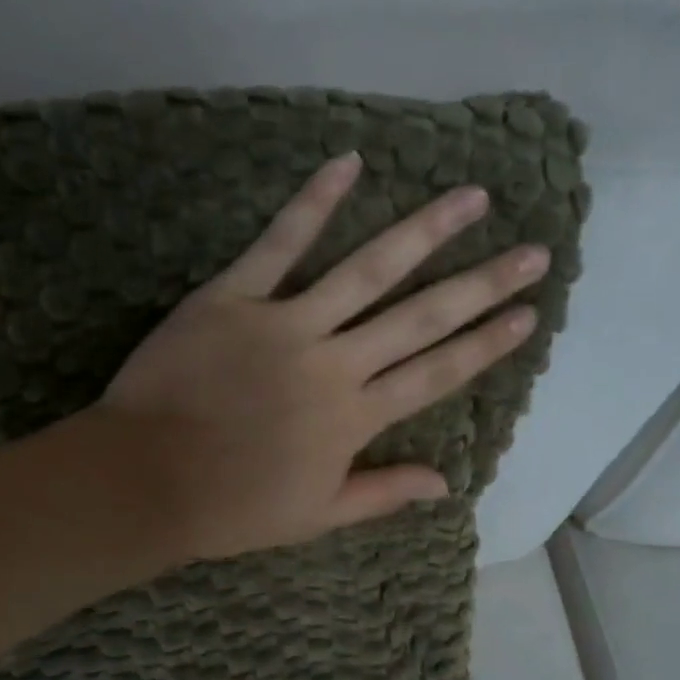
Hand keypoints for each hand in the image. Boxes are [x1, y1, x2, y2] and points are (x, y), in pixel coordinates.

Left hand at [95, 153, 546, 560]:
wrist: (145, 483)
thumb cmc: (231, 508)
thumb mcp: (316, 516)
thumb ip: (382, 493)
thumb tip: (447, 483)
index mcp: (355, 419)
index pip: (437, 374)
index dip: (486, 344)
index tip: (528, 314)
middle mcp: (334, 365)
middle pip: (421, 318)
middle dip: (482, 283)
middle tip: (533, 250)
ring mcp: (284, 325)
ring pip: (366, 271)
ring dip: (424, 232)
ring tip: (472, 198)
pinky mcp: (231, 299)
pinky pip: (277, 245)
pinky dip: (311, 203)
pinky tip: (350, 162)